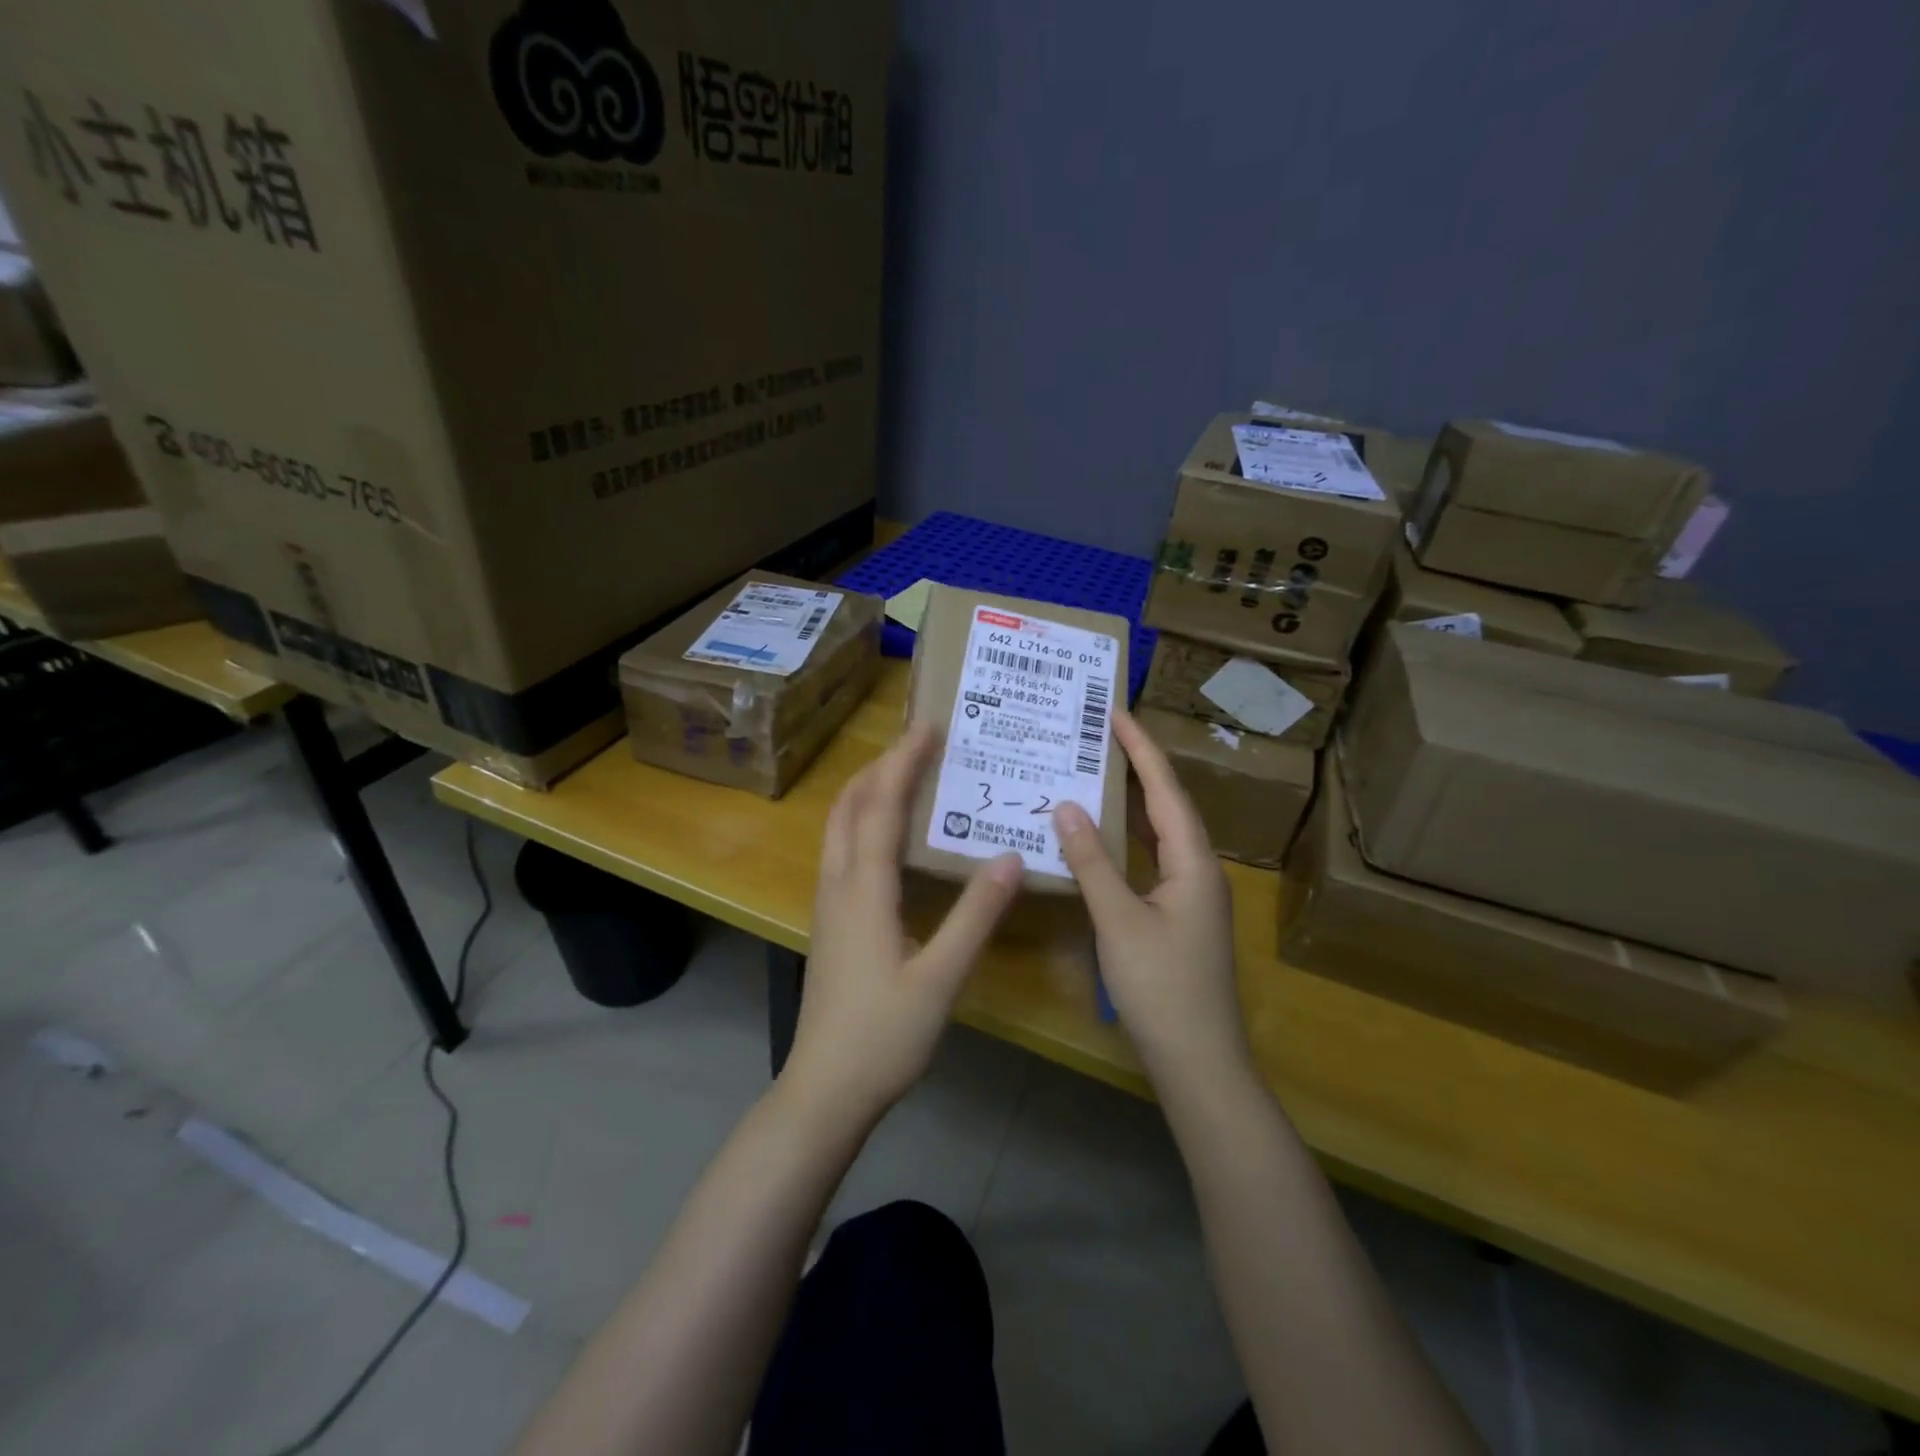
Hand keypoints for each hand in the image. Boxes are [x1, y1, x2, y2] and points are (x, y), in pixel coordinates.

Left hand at [784, 723, 1023, 1122]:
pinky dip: (863, 821)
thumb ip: (976, 916)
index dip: (903, 762)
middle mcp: (838, 884)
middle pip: (849, 806)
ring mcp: (828, 904)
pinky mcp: (830, 922)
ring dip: (867, 791)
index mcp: (864, 889)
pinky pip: (841, 850)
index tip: (927, 727)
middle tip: (919, 744)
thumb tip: (1009, 857)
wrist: (825, 1089)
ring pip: (839, 827)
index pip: (881, 806)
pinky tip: (889, 836)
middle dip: (881, 766)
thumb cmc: (884, 1035)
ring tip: (905, 775)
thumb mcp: (941, 977)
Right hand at [1053, 708, 1250, 1083]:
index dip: (1141, 748)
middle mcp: (1198, 869)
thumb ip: (1092, 862)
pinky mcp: (1178, 915)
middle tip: (1099, 732)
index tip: (1115, 711)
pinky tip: (1102, 836)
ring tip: (1097, 769)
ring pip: (1160, 833)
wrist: (1199, 1062)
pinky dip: (1128, 838)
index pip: (1166, 790)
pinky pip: (1152, 859)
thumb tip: (1067, 806)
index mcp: (1193, 862)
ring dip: (1133, 800)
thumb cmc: (1162, 988)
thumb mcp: (1119, 920)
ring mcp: (1191, 894)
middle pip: (1167, 805)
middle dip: (1138, 765)